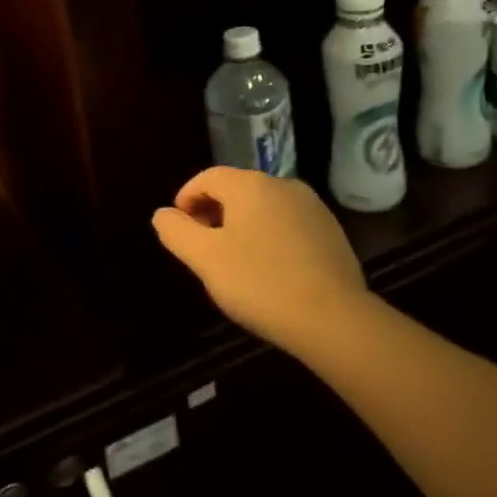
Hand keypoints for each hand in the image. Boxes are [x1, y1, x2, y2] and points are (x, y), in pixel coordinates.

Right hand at [152, 168, 370, 353]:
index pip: (208, 177)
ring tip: (235, 260)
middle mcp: (282, 185)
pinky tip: (270, 270)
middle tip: (202, 246)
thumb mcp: (205, 259)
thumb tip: (162, 214)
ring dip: (243, 225)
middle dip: (214, 212)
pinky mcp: (332, 232)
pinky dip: (271, 237)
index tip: (178, 226)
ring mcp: (312, 207)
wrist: (333, 318)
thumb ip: (177, 232)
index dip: (187, 197)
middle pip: (237, 190)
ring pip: (264, 208)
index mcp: (249, 184)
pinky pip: (289, 225)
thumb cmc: (259, 282)